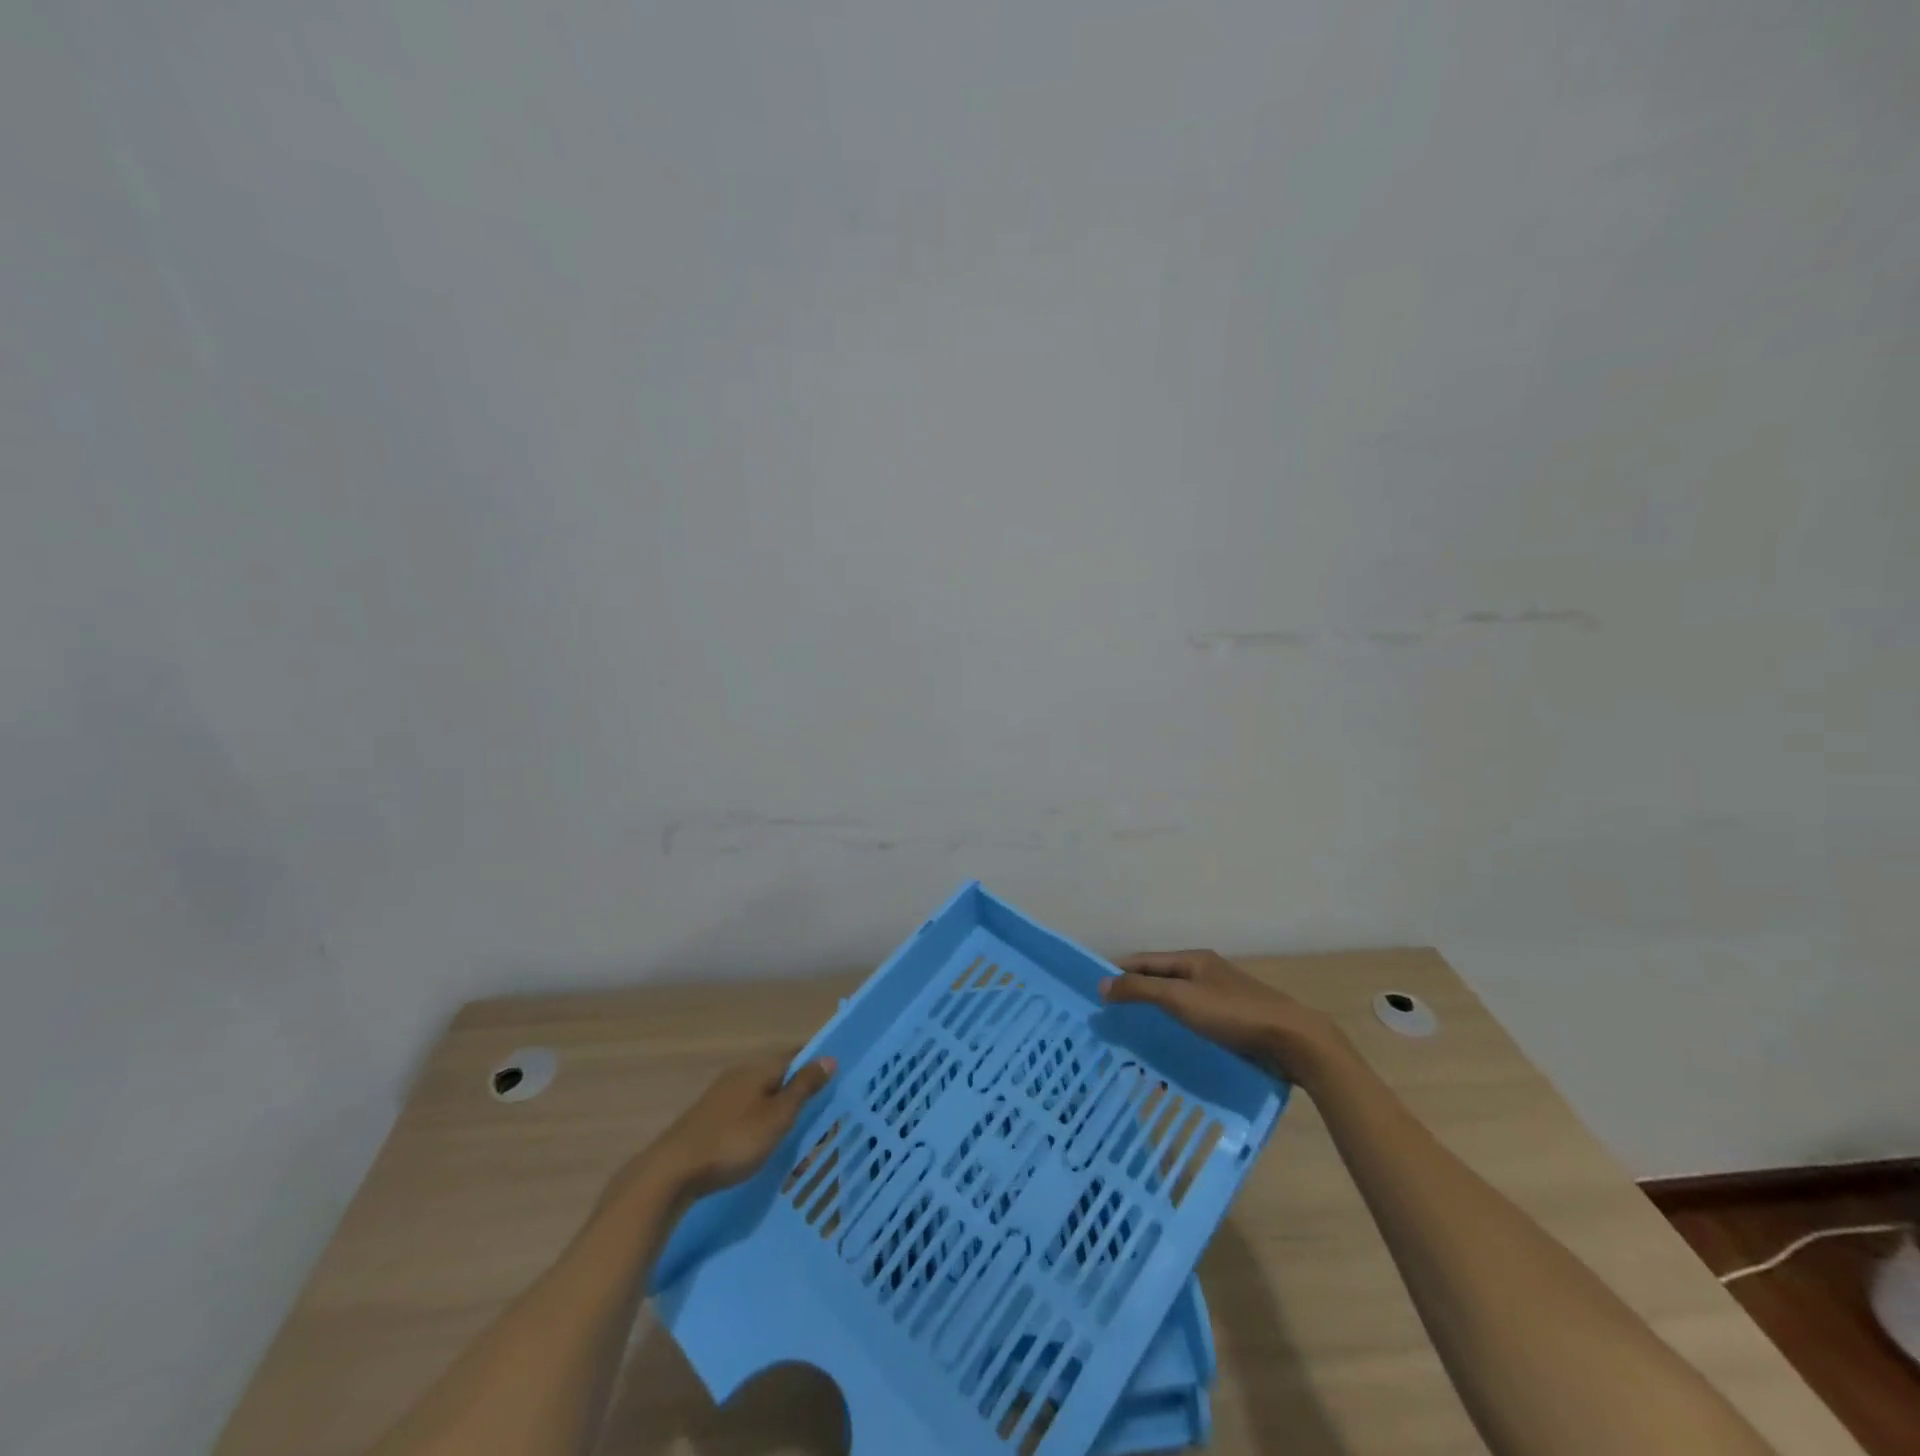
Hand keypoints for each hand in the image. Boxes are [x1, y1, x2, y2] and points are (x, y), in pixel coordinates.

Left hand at [641, 1049, 836, 1198]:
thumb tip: (829, 1057)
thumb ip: (803, 1087)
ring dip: (783, 1117)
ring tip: (799, 1146)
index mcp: (760, 1067)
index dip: (817, 1065)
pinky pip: (748, 1116)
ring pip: (764, 1099)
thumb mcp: (777, 1116)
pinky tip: (767, 1151)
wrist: (673, 1171)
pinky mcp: (711, 1119)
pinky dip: (763, 1129)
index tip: (837, 1083)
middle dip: (802, 1096)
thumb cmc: (733, 1140)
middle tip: (822, 1122)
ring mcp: (723, 1096)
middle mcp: (742, 1074)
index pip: (797, 1054)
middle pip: (781, 1077)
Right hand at [1100, 950, 1349, 1087]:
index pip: (1144, 960)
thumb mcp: (1180, 998)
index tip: (1094, 989)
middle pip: (1161, 978)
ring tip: (1131, 1031)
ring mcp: (1222, 996)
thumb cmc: (1233, 1014)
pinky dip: (1176, 1027)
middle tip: (1108, 1013)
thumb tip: (1101, 983)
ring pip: (1178, 1000)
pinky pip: (1194, 1019)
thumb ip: (1140, 990)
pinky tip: (1168, 1044)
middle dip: (1135, 991)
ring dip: (1155, 1011)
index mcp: (1193, 959)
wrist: (1293, 1040)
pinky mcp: (1235, 1022)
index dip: (1118, 971)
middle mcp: (1206, 972)